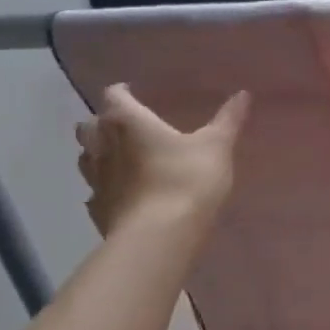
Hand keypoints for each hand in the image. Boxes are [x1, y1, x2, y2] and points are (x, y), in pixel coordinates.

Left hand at [75, 85, 249, 235]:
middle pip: (89, 126)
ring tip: (120, 157)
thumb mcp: (216, 146)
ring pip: (86, 159)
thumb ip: (228, 119)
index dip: (122, 93)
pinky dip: (105, 188)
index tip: (133, 93)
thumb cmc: (186, 179)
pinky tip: (122, 194)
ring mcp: (95, 181)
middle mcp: (102, 146)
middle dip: (102, 123)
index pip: (114, 96)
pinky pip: (95, 192)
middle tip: (125, 126)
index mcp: (127, 122)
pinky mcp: (98, 211)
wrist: (160, 236)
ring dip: (98, 154)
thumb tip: (243, 93)